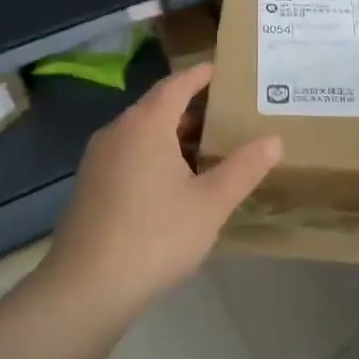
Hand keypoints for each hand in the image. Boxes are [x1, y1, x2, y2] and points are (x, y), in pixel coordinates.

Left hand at [43, 63, 282, 319]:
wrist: (84, 290)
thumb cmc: (154, 237)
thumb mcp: (211, 203)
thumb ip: (244, 168)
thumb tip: (274, 140)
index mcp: (146, 124)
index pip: (178, 83)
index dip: (202, 74)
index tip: (225, 69)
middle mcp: (118, 131)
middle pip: (159, 106)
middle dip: (193, 108)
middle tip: (229, 114)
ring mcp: (98, 159)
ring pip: (143, 133)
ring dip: (174, 135)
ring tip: (209, 150)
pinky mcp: (90, 186)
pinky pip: (129, 154)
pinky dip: (155, 155)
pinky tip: (175, 184)